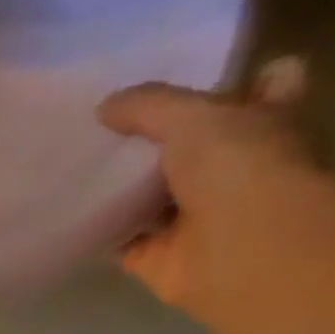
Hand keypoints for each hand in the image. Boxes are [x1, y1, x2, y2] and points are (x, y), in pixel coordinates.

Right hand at [99, 60, 334, 333]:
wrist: (242, 252)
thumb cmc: (242, 169)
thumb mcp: (194, 116)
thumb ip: (148, 106)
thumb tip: (104, 108)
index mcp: (269, 122)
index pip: (262, 88)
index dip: (232, 81)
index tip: (185, 79)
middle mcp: (238, 167)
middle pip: (194, 145)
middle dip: (157, 136)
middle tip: (104, 122)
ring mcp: (198, 213)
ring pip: (153, 192)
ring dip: (121, 184)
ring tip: (72, 162)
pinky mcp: (159, 254)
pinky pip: (120, 236)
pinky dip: (97, 228)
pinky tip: (65, 211)